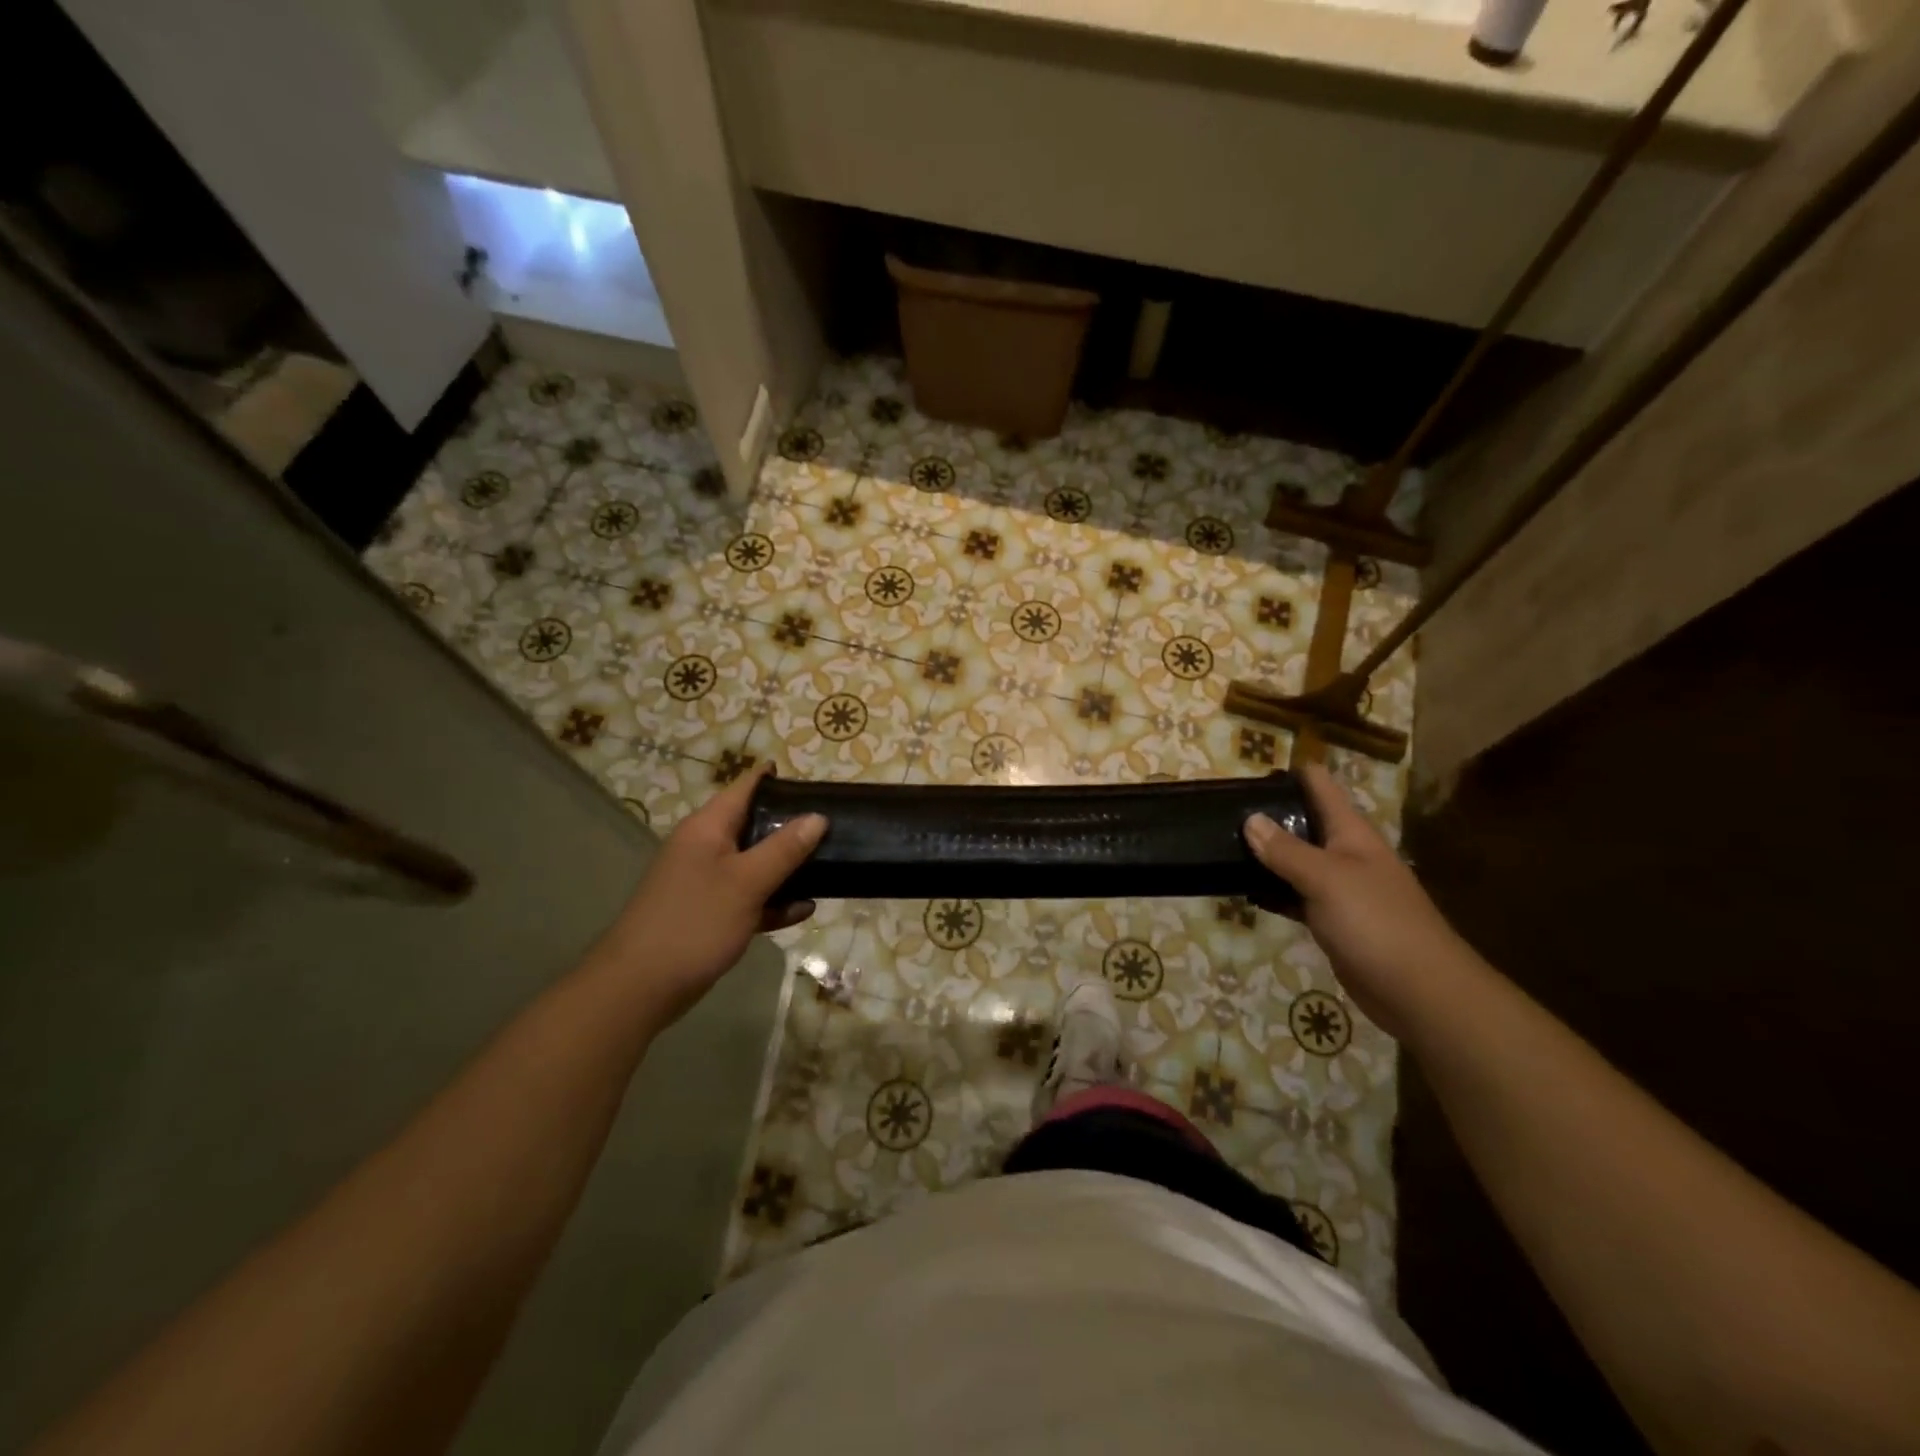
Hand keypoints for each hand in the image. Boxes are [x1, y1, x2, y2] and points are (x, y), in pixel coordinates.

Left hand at [590, 765, 826, 1028]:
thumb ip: (784, 849)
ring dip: (787, 866)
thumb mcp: (747, 882)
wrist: (641, 986)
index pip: (745, 788)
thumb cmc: (695, 922)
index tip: (814, 782)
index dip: (776, 780)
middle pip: (753, 824)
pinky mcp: (710, 913)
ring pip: (754, 863)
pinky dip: (773, 901)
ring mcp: (706, 882)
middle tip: (833, 827)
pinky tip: (804, 909)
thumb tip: (817, 817)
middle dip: (791, 826)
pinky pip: (749, 897)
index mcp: (707, 828)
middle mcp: (705, 847)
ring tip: (828, 865)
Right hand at [1244, 763, 1472, 1035]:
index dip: (1288, 773)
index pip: (1319, 786)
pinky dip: (1272, 890)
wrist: (1419, 991)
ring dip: (1265, 854)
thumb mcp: (1326, 879)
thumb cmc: (1376, 922)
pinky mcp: (1332, 920)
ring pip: (1295, 860)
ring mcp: (1339, 888)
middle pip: (1303, 821)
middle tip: (1220, 812)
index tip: (1247, 774)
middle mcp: (1345, 853)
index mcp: (1351, 833)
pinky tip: (1244, 890)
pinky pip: (1295, 894)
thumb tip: (1250, 819)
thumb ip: (1286, 850)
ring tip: (1221, 845)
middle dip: (1267, 814)